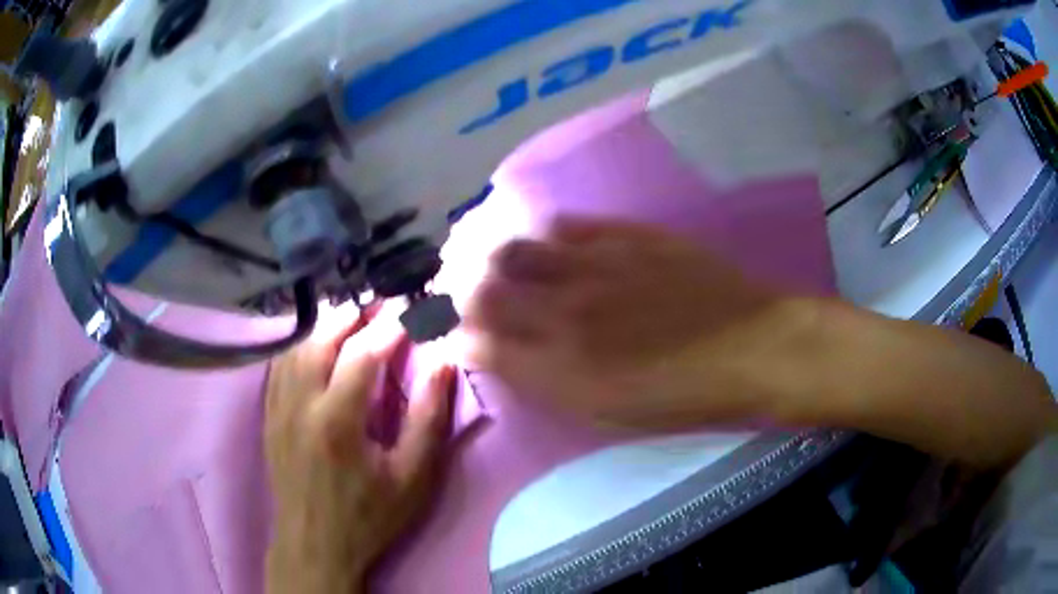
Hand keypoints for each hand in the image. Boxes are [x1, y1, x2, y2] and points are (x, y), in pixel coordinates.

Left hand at [265, 304, 455, 592]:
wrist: (315, 544)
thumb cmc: (369, 516)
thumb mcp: (413, 478)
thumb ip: (429, 419)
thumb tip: (443, 363)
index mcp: (337, 420)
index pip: (363, 353)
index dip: (391, 326)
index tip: (413, 310)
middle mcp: (300, 403)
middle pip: (321, 338)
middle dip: (353, 314)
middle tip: (381, 304)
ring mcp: (278, 407)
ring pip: (296, 346)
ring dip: (324, 324)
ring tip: (350, 316)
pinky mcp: (269, 415)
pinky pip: (279, 364)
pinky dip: (299, 343)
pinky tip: (313, 341)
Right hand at [465, 218, 798, 429]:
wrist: (753, 347)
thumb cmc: (685, 397)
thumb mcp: (611, 414)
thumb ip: (549, 384)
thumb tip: (499, 357)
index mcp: (561, 366)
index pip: (478, 342)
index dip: (458, 336)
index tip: (457, 334)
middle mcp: (566, 309)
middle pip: (485, 288)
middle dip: (464, 292)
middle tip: (470, 295)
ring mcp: (596, 265)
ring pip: (519, 248)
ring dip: (498, 257)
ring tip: (502, 263)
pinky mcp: (627, 236)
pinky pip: (570, 224)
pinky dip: (549, 233)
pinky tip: (550, 239)